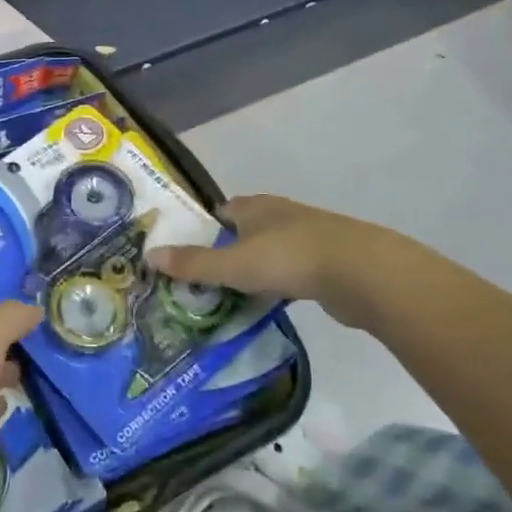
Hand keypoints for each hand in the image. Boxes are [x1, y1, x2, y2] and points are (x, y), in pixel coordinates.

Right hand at [147, 194, 416, 329]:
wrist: (362, 273)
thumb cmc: (290, 258)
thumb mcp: (233, 264)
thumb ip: (193, 264)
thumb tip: (148, 256)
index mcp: (255, 207)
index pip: (221, 212)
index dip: (202, 230)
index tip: (185, 253)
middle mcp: (279, 215)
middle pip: (244, 232)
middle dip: (225, 252)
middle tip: (201, 280)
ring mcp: (307, 238)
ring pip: (268, 253)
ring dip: (252, 271)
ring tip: (229, 296)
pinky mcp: (327, 264)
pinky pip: (290, 273)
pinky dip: (276, 285)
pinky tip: (266, 304)